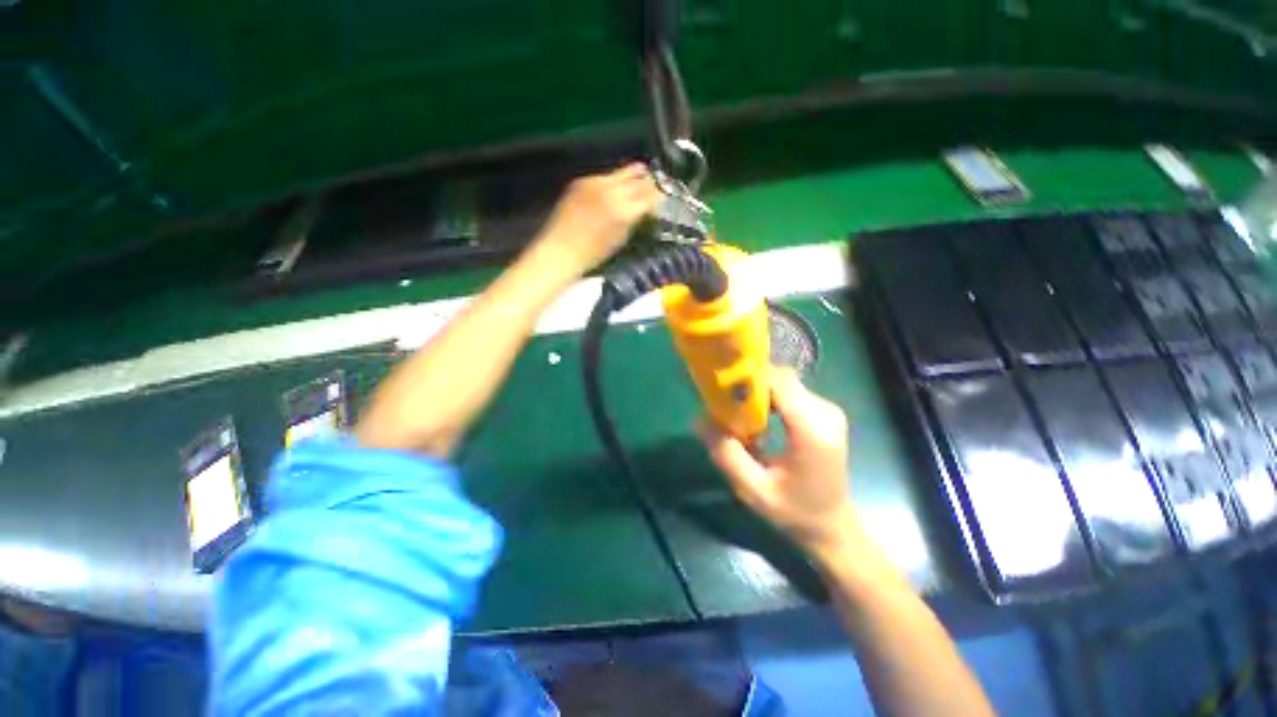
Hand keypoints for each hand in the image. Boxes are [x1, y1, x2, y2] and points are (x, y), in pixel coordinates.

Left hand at [532, 163, 661, 278]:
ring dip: (634, 175)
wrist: (561, 250)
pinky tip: (616, 187)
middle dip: (650, 182)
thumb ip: (636, 220)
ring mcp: (595, 183)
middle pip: (639, 179)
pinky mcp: (581, 181)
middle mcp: (612, 191)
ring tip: (642, 175)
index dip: (660, 195)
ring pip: (623, 172)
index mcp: (624, 211)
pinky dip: (614, 181)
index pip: (651, 195)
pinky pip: (605, 176)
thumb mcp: (622, 239)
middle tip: (656, 185)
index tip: (664, 197)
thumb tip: (646, 209)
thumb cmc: (594, 254)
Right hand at [700, 369, 856, 553]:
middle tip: (723, 401)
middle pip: (781, 378)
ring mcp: (828, 410)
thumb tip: (697, 419)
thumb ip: (727, 455)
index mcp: (813, 431)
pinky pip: (791, 391)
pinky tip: (756, 416)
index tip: (720, 387)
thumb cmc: (795, 512)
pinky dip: (769, 397)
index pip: (779, 383)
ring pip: (784, 382)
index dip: (748, 379)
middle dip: (749, 385)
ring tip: (736, 410)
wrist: (832, 526)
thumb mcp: (754, 491)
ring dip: (758, 391)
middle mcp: (826, 413)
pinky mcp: (824, 413)